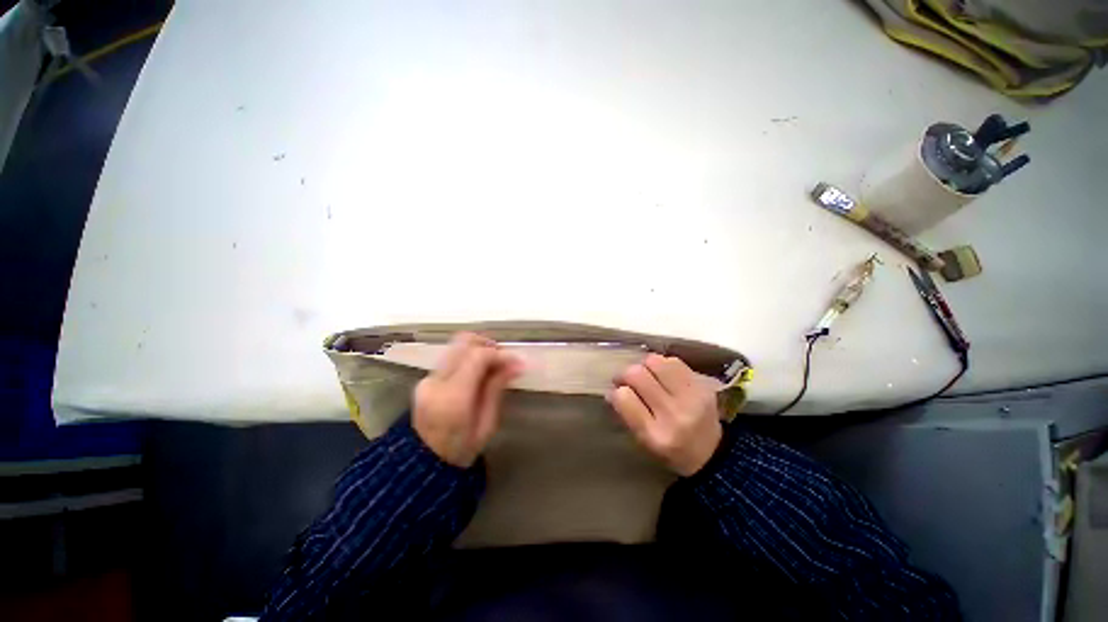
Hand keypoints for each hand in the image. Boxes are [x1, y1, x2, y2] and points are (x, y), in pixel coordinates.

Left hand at [413, 333, 523, 467]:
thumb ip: (497, 388)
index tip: (517, 362)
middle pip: (463, 342)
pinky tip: (478, 372)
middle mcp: (435, 382)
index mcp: (453, 397)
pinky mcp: (425, 379)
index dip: (500, 354)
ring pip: (455, 346)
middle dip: (487, 344)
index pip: (477, 357)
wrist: (423, 466)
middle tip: (504, 358)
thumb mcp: (487, 424)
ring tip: (493, 364)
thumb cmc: (461, 450)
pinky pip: (450, 357)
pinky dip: (468, 357)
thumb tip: (516, 364)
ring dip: (478, 349)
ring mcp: (426, 379)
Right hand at [609, 354, 721, 476]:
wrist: (712, 452)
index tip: (618, 391)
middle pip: (637, 375)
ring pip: (655, 362)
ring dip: (644, 366)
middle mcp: (673, 414)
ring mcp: (691, 397)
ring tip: (646, 375)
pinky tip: (663, 374)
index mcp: (655, 435)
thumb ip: (627, 414)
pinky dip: (663, 364)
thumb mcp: (644, 440)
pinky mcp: (702, 385)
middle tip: (626, 379)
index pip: (624, 398)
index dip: (617, 391)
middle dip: (626, 374)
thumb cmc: (670, 449)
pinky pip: (674, 361)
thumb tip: (612, 390)